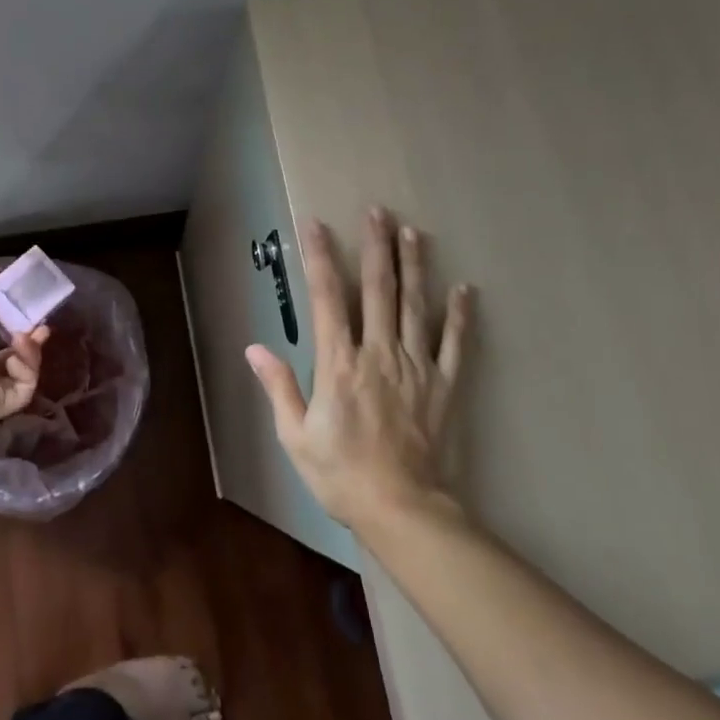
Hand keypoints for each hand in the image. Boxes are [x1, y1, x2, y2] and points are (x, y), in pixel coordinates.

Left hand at [0, 266, 48, 430]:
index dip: (16, 329)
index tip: (30, 314)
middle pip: (15, 360)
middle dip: (31, 343)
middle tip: (41, 328)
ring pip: (24, 374)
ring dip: (31, 353)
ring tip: (24, 337)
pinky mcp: (0, 405)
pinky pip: (24, 388)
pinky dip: (27, 370)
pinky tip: (15, 357)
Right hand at [245, 207, 472, 530]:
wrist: (401, 508)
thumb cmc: (340, 474)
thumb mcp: (295, 435)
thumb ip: (279, 387)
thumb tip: (255, 349)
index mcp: (339, 364)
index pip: (326, 298)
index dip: (320, 258)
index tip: (316, 225)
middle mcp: (378, 353)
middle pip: (377, 289)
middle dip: (375, 247)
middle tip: (377, 211)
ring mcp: (416, 367)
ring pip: (414, 305)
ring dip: (413, 266)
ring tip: (412, 232)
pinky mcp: (443, 385)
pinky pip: (454, 344)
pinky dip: (459, 315)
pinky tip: (464, 289)